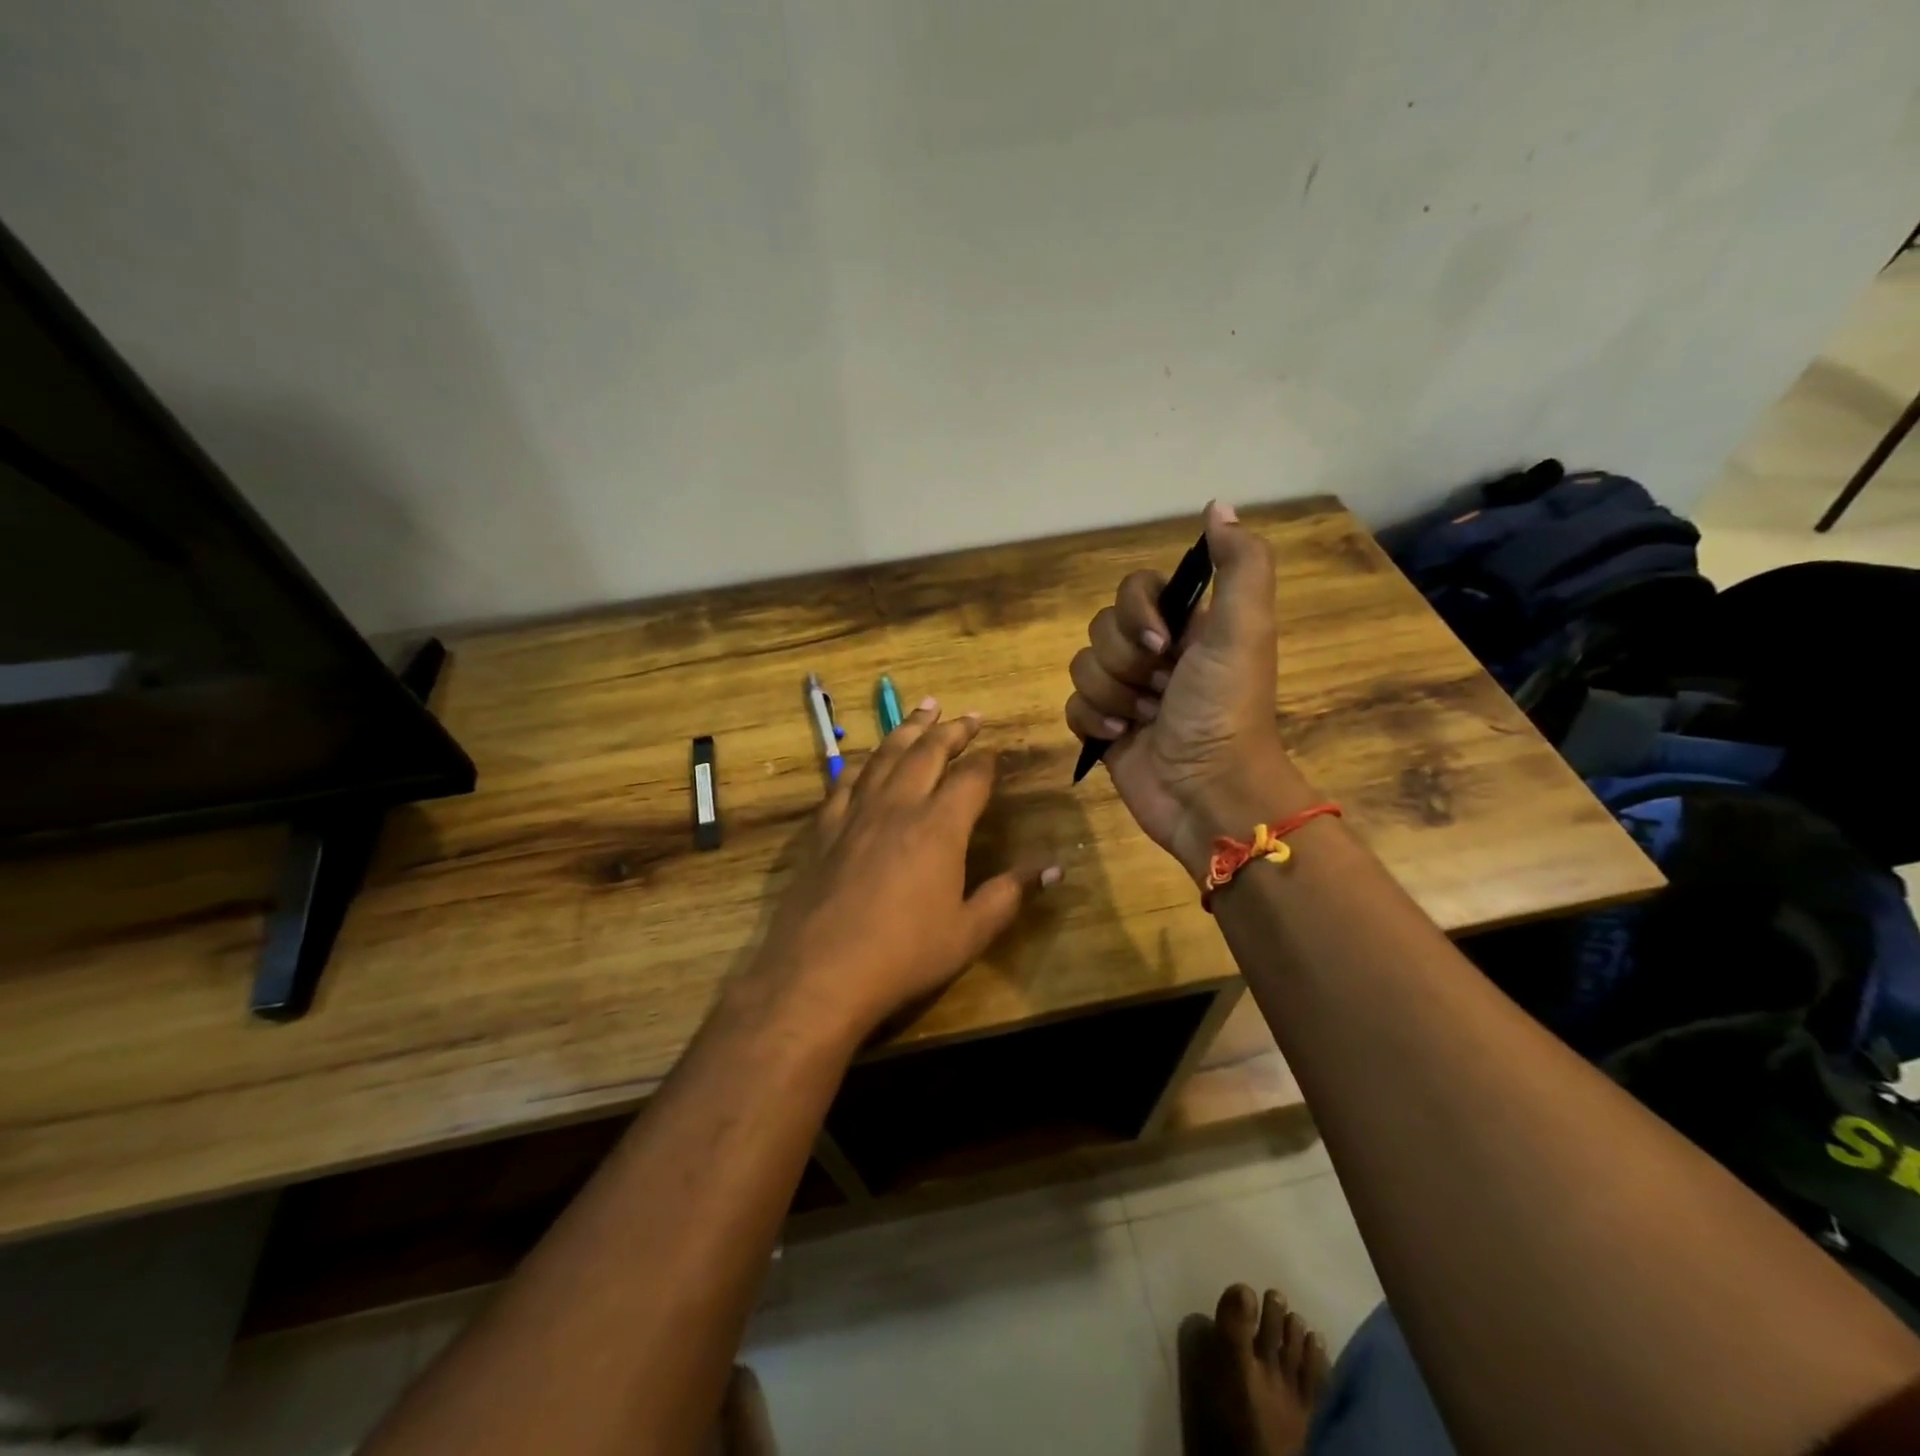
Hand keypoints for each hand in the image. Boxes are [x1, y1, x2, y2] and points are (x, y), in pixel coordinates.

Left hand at [747, 701, 1059, 1042]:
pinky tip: (865, 760)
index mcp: (940, 826)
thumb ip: (1010, 894)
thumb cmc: (905, 954)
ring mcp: (856, 814)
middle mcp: (899, 806)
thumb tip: (1055, 869)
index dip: (986, 761)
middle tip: (967, 715)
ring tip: (923, 708)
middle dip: (951, 730)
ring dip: (907, 729)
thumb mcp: (969, 932)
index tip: (995, 752)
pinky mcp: (824, 829)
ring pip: (885, 756)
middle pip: (927, 752)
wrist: (821, 972)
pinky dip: (861, 763)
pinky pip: (845, 782)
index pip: (971, 777)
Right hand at [1065, 501, 1310, 880]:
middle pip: (1101, 628)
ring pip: (1082, 667)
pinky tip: (1122, 738)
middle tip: (1160, 692)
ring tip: (1143, 721)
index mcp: (1187, 627)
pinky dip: (1094, 721)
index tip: (1162, 644)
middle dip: (1125, 663)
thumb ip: (1239, 565)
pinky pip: (1073, 706)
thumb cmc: (1225, 710)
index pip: (1133, 589)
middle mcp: (1155, 654)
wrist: (1208, 793)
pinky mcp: (1105, 728)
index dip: (1136, 613)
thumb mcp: (1244, 630)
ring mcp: (1127, 693)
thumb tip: (1217, 505)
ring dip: (1112, 696)